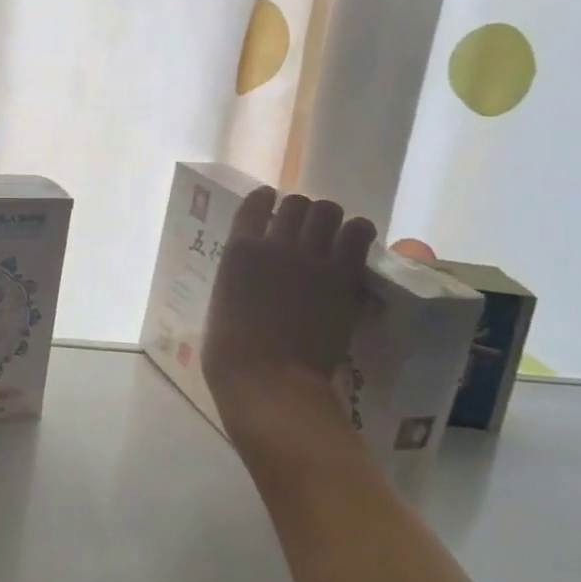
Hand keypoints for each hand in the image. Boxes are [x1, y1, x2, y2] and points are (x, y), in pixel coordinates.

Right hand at [201, 188, 376, 483]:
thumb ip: (238, 280)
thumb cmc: (231, 354)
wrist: (269, 381)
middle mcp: (274, 244)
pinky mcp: (342, 276)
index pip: (255, 203)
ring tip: (332, 234)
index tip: (270, 206)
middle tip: (305, 230)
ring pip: (327, 210)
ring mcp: (310, 258)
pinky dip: (358, 232)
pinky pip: (358, 232)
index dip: (265, 201)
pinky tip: (355, 241)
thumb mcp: (222, 303)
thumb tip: (251, 277)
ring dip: (329, 219)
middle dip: (301, 212)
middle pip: (295, 203)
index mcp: (238, 250)